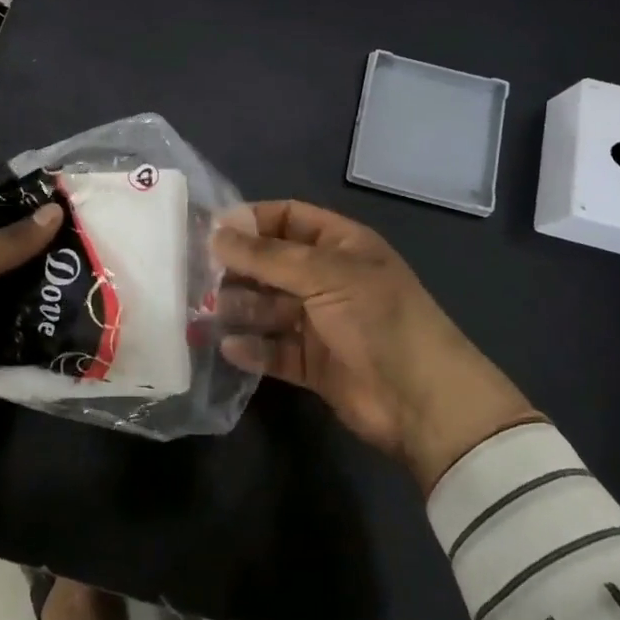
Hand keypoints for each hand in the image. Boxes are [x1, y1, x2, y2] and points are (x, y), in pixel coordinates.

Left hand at [0, 180, 62, 456]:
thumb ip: (8, 241)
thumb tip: (56, 211)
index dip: (17, 188)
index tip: (63, 186)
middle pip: (2, 237)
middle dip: (41, 235)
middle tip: (89, 227)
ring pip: (13, 278)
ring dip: (44, 276)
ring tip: (91, 265)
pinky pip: (14, 316)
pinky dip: (38, 313)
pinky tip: (75, 305)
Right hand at [213, 201, 541, 493]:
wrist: (423, 401)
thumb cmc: (377, 319)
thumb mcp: (325, 275)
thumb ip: (267, 256)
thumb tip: (216, 234)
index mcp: (341, 245)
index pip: (289, 218)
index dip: (252, 220)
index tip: (211, 231)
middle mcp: (329, 278)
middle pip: (273, 264)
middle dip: (238, 268)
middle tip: (196, 275)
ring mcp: (321, 322)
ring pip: (270, 308)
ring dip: (240, 309)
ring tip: (206, 313)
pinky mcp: (314, 364)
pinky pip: (275, 350)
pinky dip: (253, 349)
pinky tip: (229, 348)